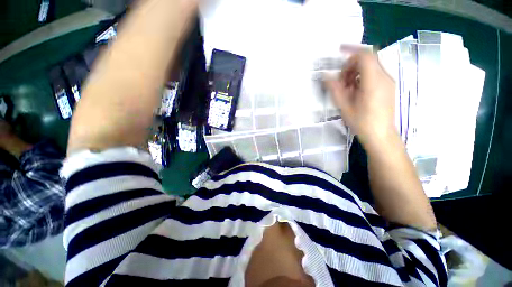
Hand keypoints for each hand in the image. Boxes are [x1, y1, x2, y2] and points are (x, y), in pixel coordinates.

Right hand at [325, 46, 396, 147]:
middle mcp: (384, 77)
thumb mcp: (344, 106)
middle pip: (367, 60)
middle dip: (350, 66)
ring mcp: (387, 82)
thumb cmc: (362, 122)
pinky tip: (355, 91)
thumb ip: (335, 89)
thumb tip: (326, 76)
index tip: (338, 52)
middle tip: (340, 82)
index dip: (351, 50)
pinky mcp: (387, 87)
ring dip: (355, 73)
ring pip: (370, 67)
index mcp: (373, 81)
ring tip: (346, 89)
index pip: (364, 56)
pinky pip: (373, 75)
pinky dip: (362, 78)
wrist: (380, 135)